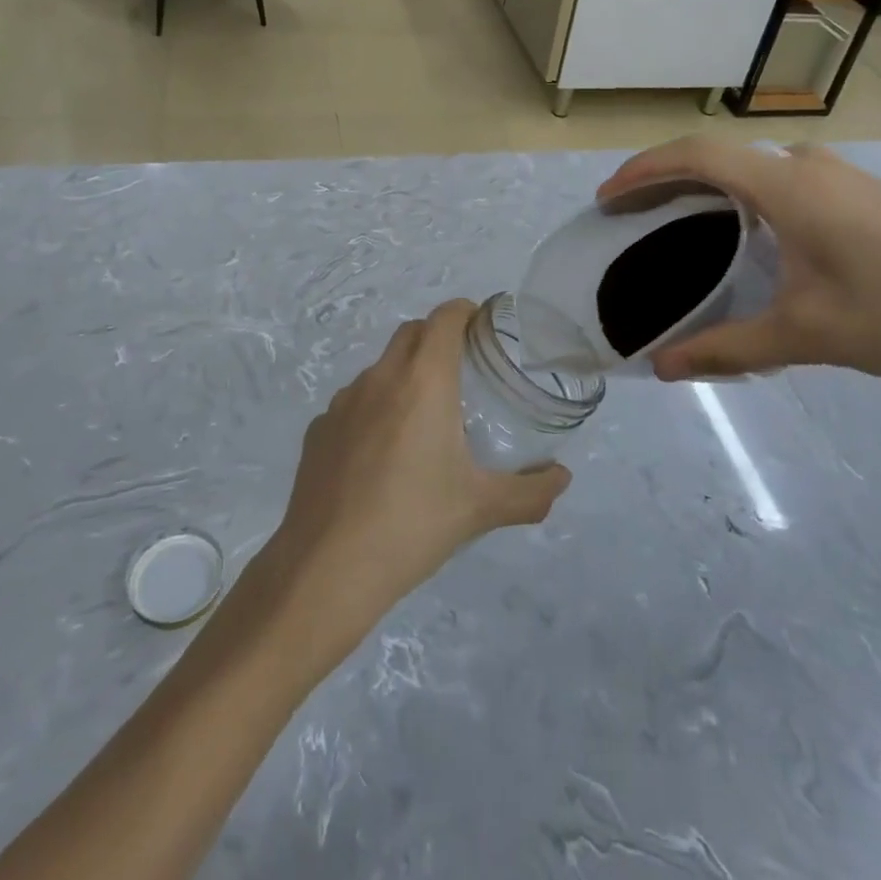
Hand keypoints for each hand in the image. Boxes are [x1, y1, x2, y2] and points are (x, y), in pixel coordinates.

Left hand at [262, 301, 570, 649]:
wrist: (328, 567)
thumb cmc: (413, 524)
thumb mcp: (481, 509)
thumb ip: (530, 491)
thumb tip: (561, 477)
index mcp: (423, 381)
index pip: (445, 318)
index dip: (466, 312)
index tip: (484, 330)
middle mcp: (380, 377)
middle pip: (411, 333)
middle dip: (437, 338)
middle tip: (463, 373)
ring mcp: (342, 402)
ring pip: (380, 369)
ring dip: (404, 375)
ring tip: (423, 422)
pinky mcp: (319, 429)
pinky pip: (353, 404)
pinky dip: (373, 411)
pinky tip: (381, 458)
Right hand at [599, 138, 880, 384]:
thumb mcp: (807, 336)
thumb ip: (727, 349)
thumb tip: (662, 368)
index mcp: (788, 187)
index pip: (696, 156)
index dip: (643, 170)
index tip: (607, 198)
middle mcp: (807, 164)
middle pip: (716, 154)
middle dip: (663, 177)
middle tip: (628, 212)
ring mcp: (837, 174)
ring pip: (749, 164)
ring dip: (703, 183)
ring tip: (673, 220)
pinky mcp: (857, 191)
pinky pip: (777, 176)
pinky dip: (738, 192)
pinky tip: (740, 233)